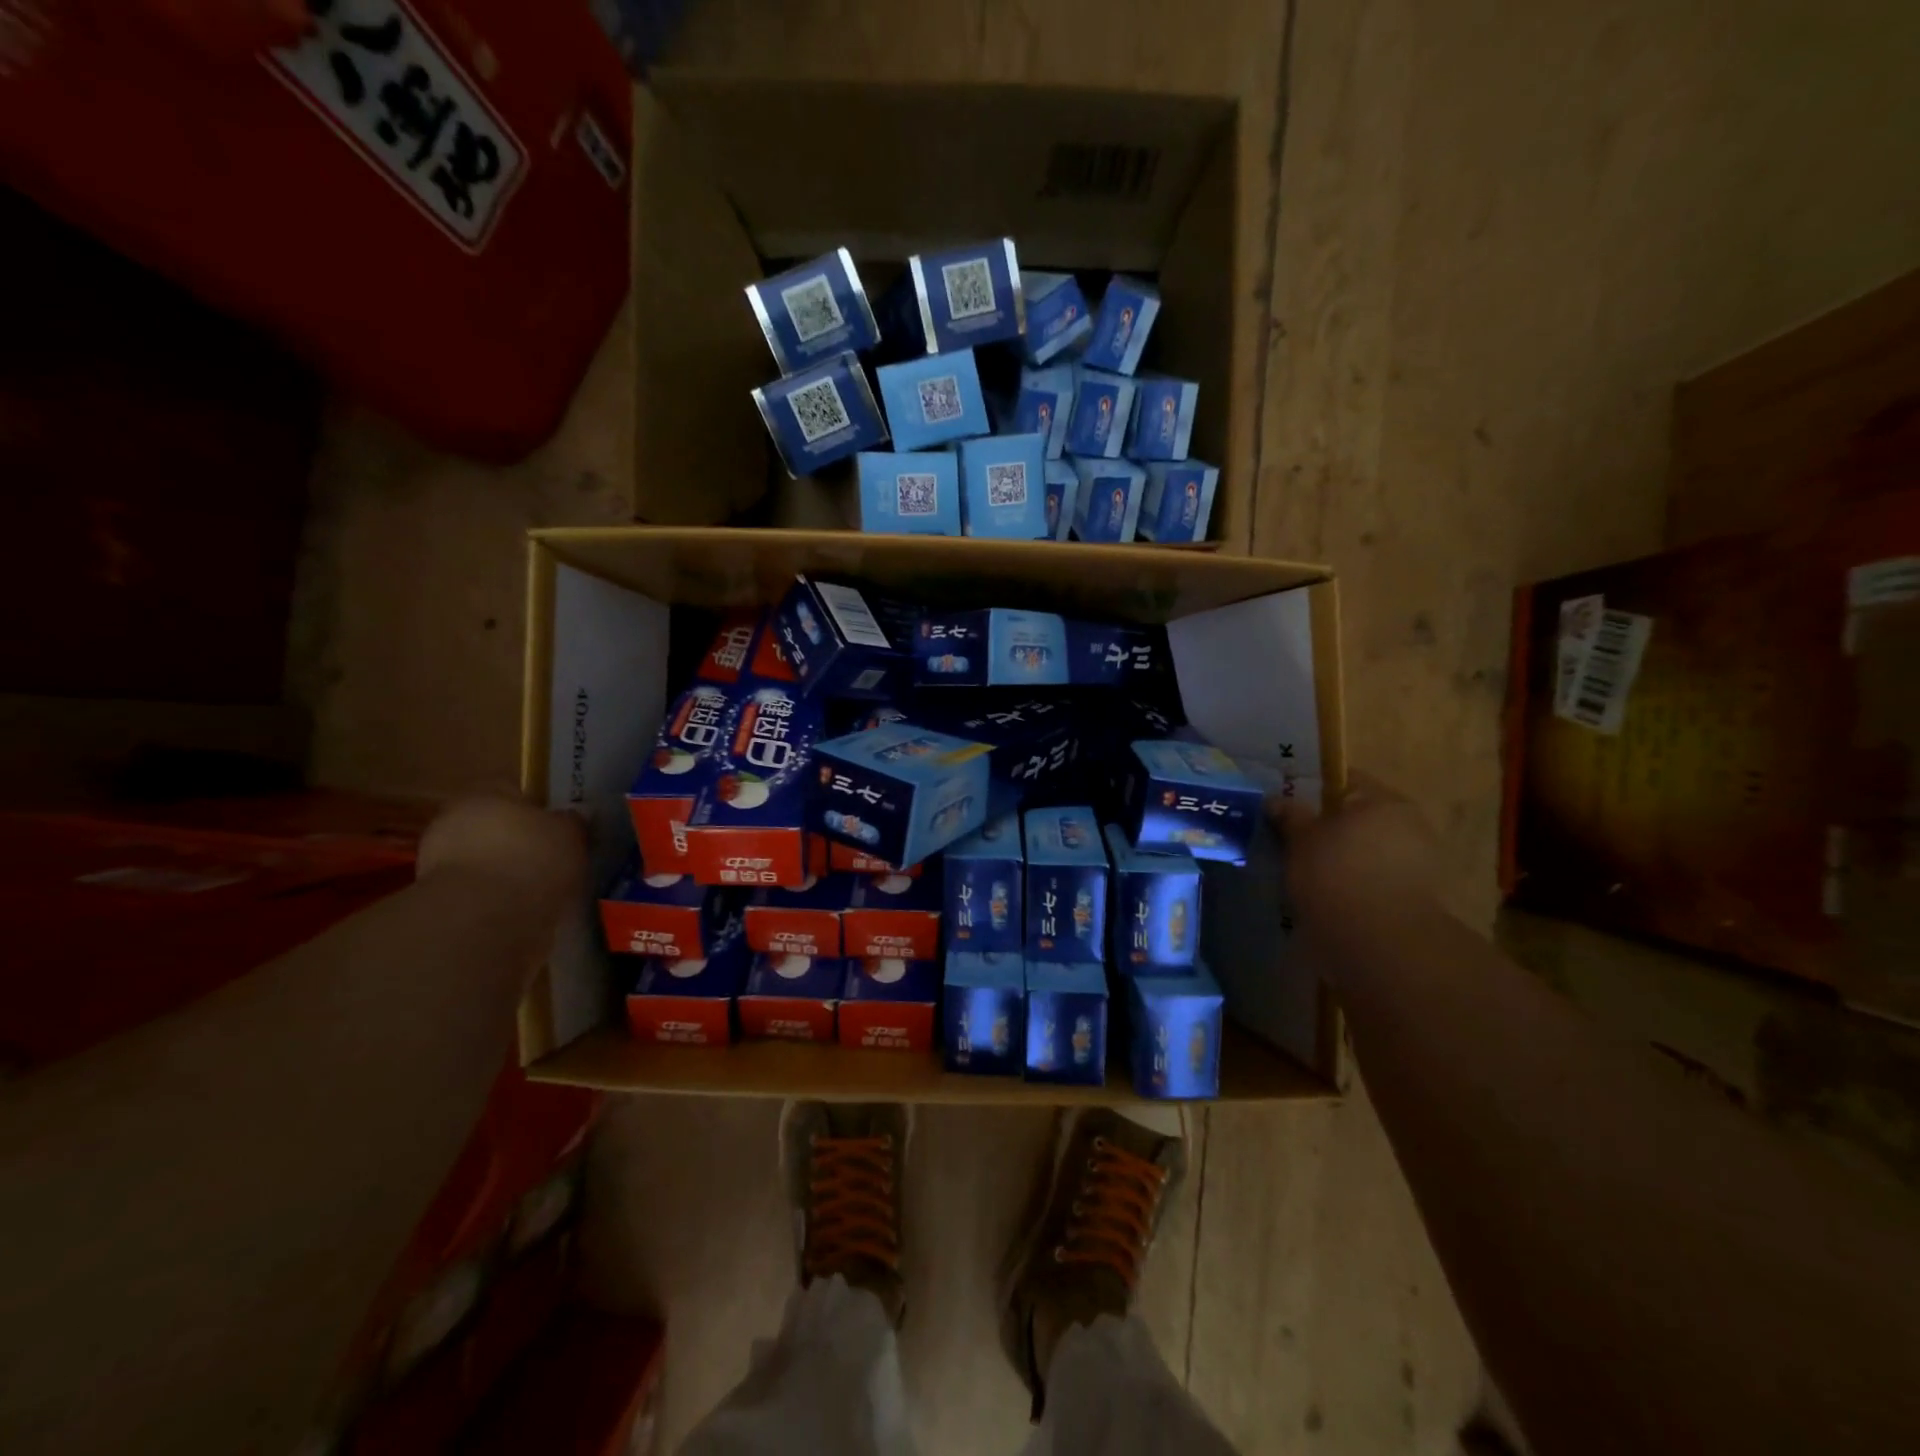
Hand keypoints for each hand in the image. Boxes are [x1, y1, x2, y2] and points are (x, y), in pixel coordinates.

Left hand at [416, 797, 587, 918]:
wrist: (485, 919)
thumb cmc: (531, 858)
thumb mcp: (570, 832)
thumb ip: (571, 822)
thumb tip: (571, 819)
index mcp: (482, 793)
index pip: (512, 790)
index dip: (539, 808)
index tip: (559, 827)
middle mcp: (453, 821)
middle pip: (495, 826)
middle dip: (520, 841)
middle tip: (552, 857)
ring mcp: (439, 863)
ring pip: (485, 860)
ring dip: (508, 872)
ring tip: (542, 888)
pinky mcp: (439, 901)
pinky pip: (479, 892)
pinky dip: (498, 899)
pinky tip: (524, 909)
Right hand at [1269, 772, 1436, 924]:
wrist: (1379, 943)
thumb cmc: (1336, 875)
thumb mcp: (1300, 839)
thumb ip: (1289, 815)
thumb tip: (1276, 799)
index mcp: (1384, 800)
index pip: (1344, 781)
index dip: (1311, 790)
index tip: (1286, 807)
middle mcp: (1409, 824)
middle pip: (1359, 816)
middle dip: (1329, 827)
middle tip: (1293, 841)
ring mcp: (1419, 862)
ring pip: (1368, 849)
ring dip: (1343, 857)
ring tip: (1308, 873)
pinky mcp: (1417, 897)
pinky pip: (1377, 877)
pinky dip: (1355, 882)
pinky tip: (1330, 895)